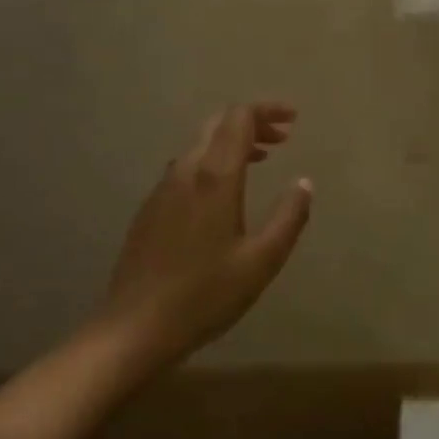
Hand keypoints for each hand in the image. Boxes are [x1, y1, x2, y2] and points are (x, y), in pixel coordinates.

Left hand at [97, 103, 313, 376]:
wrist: (134, 328)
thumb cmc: (205, 295)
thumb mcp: (261, 261)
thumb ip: (289, 217)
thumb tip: (304, 183)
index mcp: (214, 176)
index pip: (239, 118)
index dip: (267, 110)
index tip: (294, 119)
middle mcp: (185, 171)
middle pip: (218, 124)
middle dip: (252, 122)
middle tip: (282, 138)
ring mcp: (163, 188)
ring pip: (200, 145)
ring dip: (232, 142)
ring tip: (261, 160)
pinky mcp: (150, 208)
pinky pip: (187, 167)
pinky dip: (213, 161)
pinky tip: (224, 193)